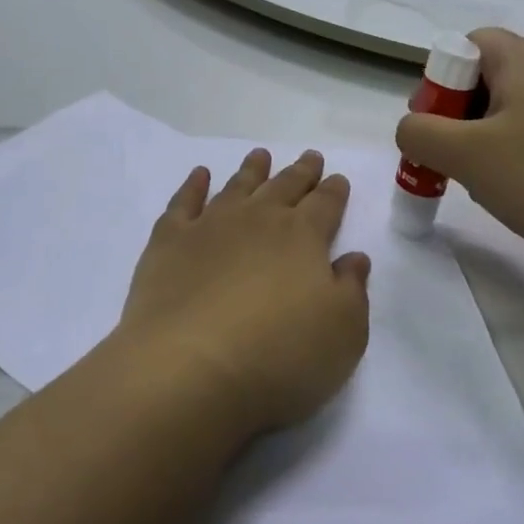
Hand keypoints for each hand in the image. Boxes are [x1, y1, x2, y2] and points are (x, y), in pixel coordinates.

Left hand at [116, 149, 370, 435]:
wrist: (190, 368)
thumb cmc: (279, 356)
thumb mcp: (343, 334)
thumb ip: (352, 290)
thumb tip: (354, 258)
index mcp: (303, 236)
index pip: (325, 204)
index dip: (334, 191)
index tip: (338, 178)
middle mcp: (259, 219)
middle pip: (284, 186)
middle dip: (301, 172)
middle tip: (310, 156)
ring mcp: (211, 225)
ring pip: (237, 186)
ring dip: (252, 170)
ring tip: (260, 155)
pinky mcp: (170, 242)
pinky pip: (184, 202)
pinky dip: (193, 185)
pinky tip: (200, 175)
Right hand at [394, 27, 523, 261]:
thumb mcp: (466, 155)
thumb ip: (419, 134)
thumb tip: (411, 128)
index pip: (466, 44)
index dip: (439, 81)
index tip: (433, 125)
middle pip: (489, 74)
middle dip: (460, 113)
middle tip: (451, 156)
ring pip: (515, 105)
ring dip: (487, 135)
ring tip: (485, 178)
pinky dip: (521, 148)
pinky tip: (523, 186)